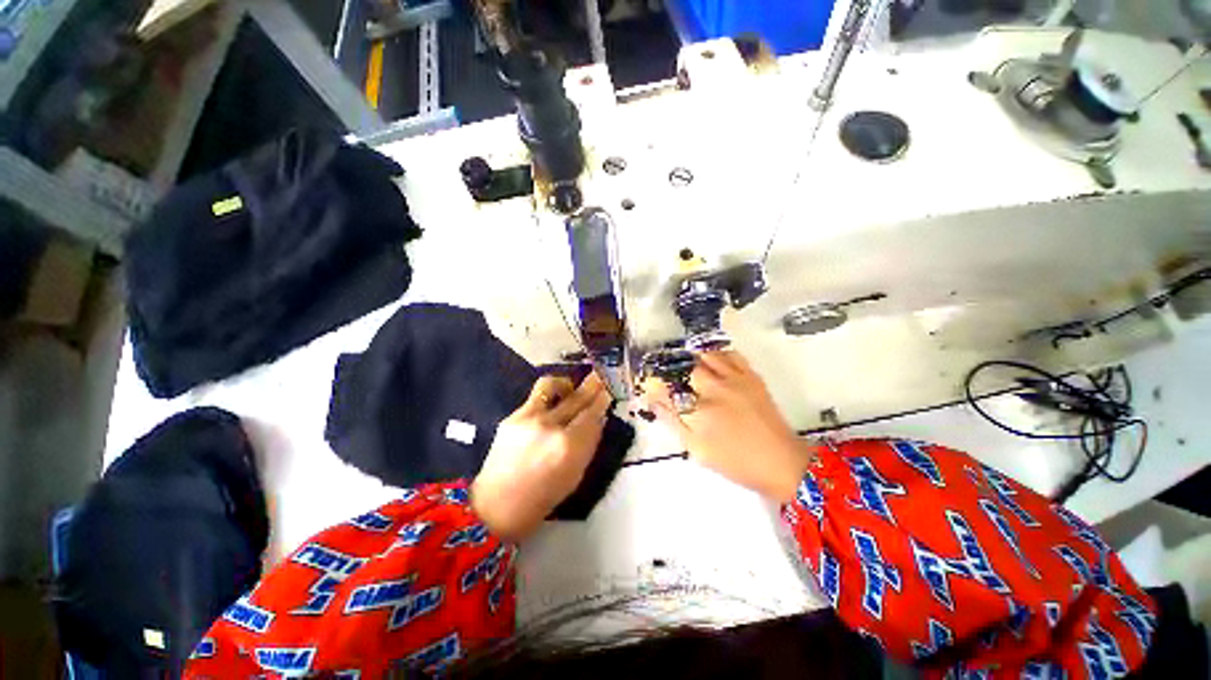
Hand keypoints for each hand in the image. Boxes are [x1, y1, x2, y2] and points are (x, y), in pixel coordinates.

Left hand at [471, 373, 611, 541]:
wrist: (497, 505)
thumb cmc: (543, 497)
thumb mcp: (576, 475)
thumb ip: (588, 444)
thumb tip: (597, 420)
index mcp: (569, 447)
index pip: (592, 415)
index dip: (601, 402)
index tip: (608, 393)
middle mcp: (550, 426)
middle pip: (577, 398)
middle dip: (592, 386)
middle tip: (599, 378)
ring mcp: (529, 418)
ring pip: (553, 386)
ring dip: (567, 384)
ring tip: (571, 389)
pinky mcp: (513, 416)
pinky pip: (537, 395)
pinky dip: (549, 394)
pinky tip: (552, 402)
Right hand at [642, 351, 809, 503]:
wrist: (781, 461)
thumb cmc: (736, 462)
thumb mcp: (699, 450)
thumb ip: (675, 423)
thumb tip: (655, 402)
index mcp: (700, 412)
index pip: (668, 390)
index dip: (656, 386)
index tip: (651, 386)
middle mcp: (715, 390)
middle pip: (687, 369)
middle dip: (676, 373)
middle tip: (674, 381)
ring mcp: (735, 381)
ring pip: (707, 356)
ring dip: (695, 360)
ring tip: (691, 369)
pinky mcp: (751, 377)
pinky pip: (731, 355)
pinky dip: (718, 355)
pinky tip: (714, 364)